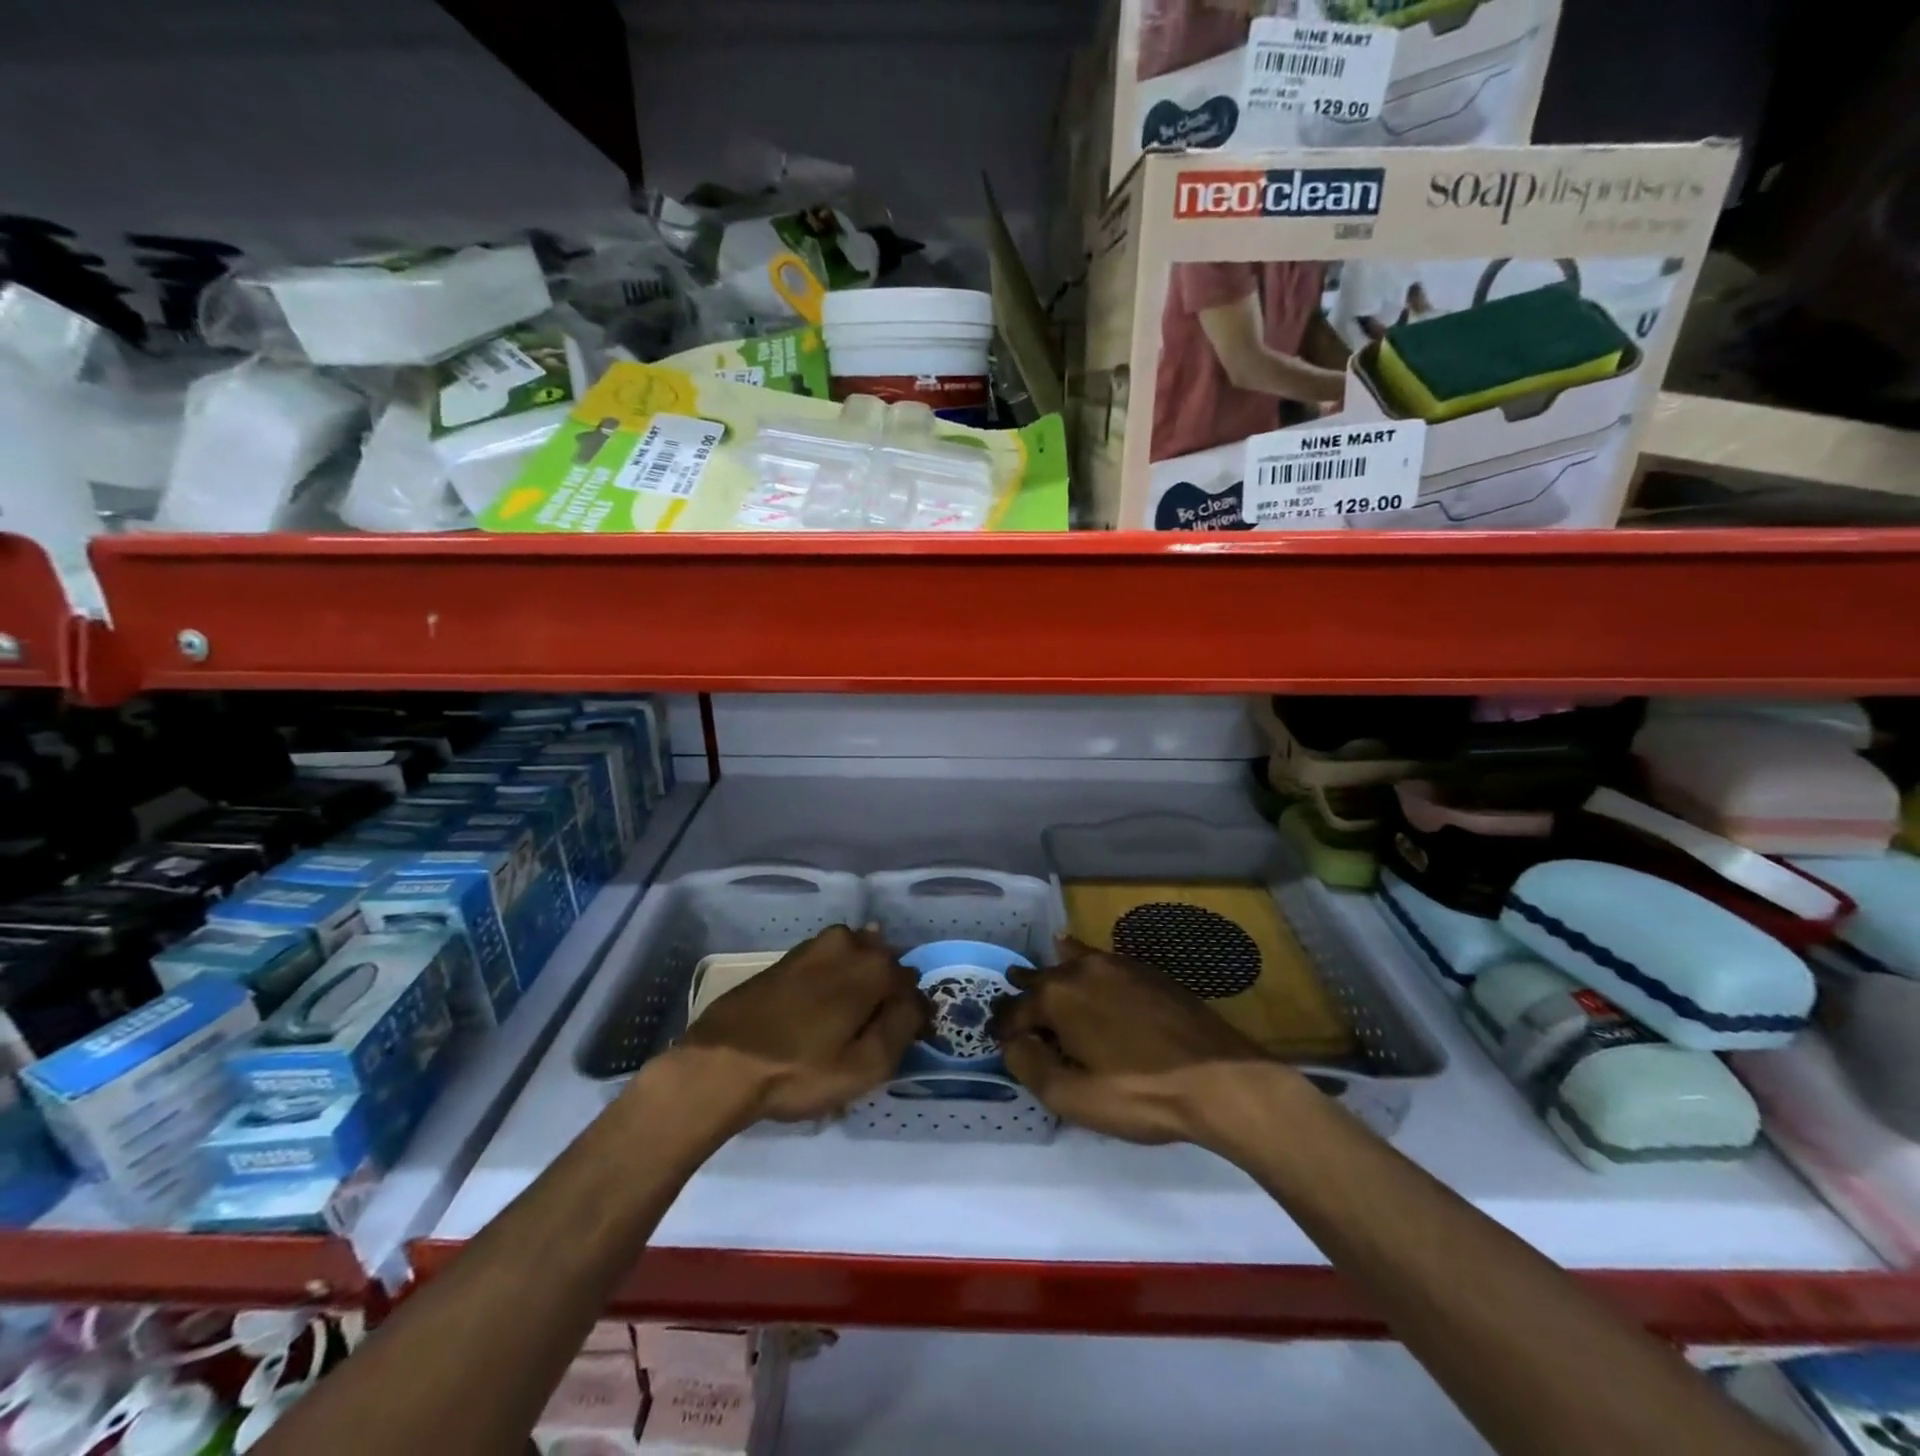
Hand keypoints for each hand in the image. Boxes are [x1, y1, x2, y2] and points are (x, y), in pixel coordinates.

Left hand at [677, 925, 928, 1125]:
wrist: (720, 1064)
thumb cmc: (798, 1070)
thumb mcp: (865, 1066)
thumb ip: (902, 1027)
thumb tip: (917, 1002)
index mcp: (873, 966)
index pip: (912, 985)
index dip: (913, 1015)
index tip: (905, 1042)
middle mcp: (848, 943)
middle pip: (884, 965)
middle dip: (887, 993)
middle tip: (873, 1034)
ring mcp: (814, 946)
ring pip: (854, 960)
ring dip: (859, 984)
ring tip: (846, 1024)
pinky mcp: (787, 958)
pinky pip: (827, 963)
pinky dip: (834, 981)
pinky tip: (820, 1010)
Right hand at [991, 936, 1297, 1148]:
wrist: (1219, 1078)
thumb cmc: (1139, 1093)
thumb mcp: (1074, 1098)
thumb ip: (1031, 1067)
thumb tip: (1013, 1043)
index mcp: (1058, 997)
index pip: (1015, 1011)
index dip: (1003, 1028)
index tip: (997, 1040)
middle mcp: (1082, 970)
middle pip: (1040, 979)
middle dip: (1024, 994)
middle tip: (1014, 1009)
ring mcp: (1117, 965)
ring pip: (1071, 962)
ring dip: (1053, 973)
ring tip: (1041, 979)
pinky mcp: (1146, 971)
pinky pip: (1102, 961)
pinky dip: (1084, 963)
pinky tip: (1083, 962)